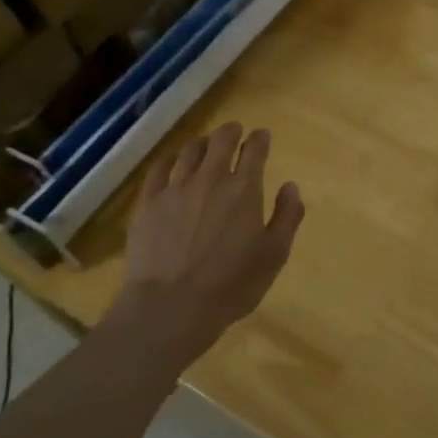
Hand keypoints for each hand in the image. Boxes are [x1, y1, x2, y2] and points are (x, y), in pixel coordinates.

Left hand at [112, 122, 303, 368]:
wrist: (170, 306)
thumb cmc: (231, 284)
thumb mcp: (274, 255)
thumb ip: (287, 217)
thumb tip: (290, 186)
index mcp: (243, 190)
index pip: (254, 151)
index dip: (260, 139)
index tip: (262, 135)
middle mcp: (209, 179)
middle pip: (219, 141)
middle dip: (230, 132)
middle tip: (234, 131)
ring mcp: (174, 189)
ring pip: (189, 152)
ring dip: (202, 144)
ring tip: (205, 144)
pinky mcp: (147, 204)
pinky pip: (158, 170)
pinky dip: (169, 160)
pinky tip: (171, 162)